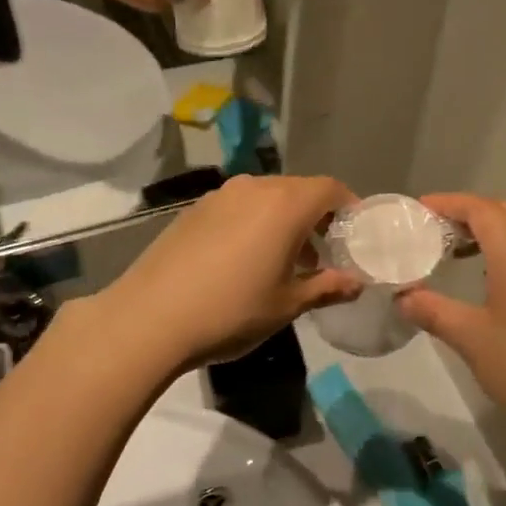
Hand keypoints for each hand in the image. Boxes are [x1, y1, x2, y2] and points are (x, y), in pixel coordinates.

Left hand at [99, 175, 360, 373]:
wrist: (149, 318)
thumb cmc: (231, 310)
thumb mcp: (287, 304)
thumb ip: (327, 287)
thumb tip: (356, 283)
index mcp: (285, 204)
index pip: (330, 189)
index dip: (349, 208)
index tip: (354, 236)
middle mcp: (255, 188)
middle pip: (299, 190)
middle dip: (317, 216)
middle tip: (323, 254)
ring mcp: (220, 195)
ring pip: (267, 197)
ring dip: (284, 220)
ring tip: (285, 260)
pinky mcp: (195, 210)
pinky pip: (239, 206)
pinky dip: (255, 222)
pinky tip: (245, 259)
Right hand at [395, 194, 505, 429]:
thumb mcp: (470, 336)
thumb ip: (432, 310)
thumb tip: (402, 298)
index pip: (478, 207)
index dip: (446, 203)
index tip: (416, 210)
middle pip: (499, 212)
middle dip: (464, 214)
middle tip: (430, 229)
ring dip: (484, 232)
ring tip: (450, 251)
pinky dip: (501, 250)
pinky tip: (483, 278)